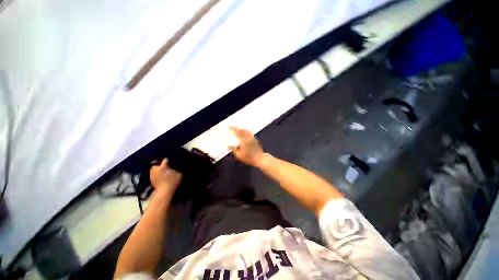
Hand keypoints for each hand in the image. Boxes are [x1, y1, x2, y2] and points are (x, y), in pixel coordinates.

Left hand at [149, 159, 181, 195]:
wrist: (164, 192)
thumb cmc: (173, 182)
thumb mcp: (179, 174)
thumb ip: (177, 170)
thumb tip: (176, 167)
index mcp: (163, 167)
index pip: (165, 160)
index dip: (168, 160)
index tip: (170, 161)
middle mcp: (156, 170)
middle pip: (156, 165)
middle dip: (159, 166)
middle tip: (164, 168)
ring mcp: (152, 175)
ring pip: (153, 170)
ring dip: (157, 171)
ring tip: (162, 173)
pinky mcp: (151, 180)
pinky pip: (153, 175)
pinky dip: (156, 175)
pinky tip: (160, 178)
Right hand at [229, 126, 265, 166]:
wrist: (260, 158)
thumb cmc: (249, 158)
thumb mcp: (239, 155)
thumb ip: (234, 150)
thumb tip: (229, 146)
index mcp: (243, 141)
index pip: (237, 133)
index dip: (233, 129)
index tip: (229, 127)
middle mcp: (248, 138)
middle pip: (242, 131)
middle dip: (237, 128)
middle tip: (233, 127)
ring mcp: (252, 138)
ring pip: (246, 131)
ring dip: (242, 129)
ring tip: (238, 128)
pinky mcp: (255, 140)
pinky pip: (250, 133)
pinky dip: (246, 131)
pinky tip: (246, 132)